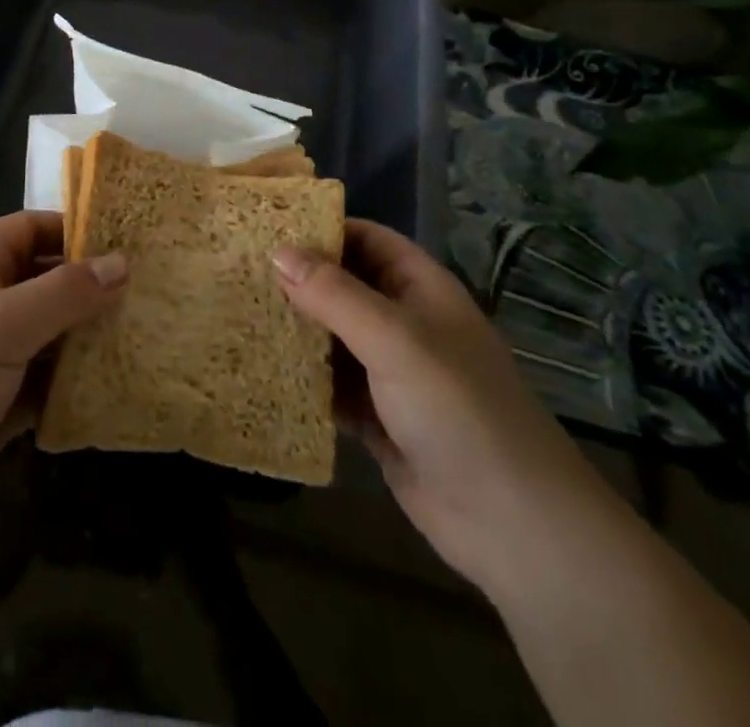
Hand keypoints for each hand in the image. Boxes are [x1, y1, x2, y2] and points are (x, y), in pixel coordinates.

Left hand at [0, 212, 126, 560]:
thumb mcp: (1, 323)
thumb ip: (64, 292)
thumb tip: (123, 262)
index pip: (31, 229)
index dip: (76, 229)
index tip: (131, 240)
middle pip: (47, 283)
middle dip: (93, 288)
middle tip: (155, 292)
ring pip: (51, 338)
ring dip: (90, 341)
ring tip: (151, 336)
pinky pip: (45, 388)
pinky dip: (75, 388)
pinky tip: (120, 390)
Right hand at [275, 220, 618, 594]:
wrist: (511, 522)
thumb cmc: (456, 407)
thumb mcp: (393, 338)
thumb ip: (334, 294)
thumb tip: (278, 251)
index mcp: (419, 288)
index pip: (366, 238)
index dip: (322, 229)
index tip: (266, 227)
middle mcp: (405, 322)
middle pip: (344, 286)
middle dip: (299, 280)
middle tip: (239, 271)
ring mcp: (392, 372)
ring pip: (334, 337)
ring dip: (297, 330)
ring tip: (239, 314)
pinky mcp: (378, 418)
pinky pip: (332, 386)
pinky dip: (304, 378)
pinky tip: (262, 371)